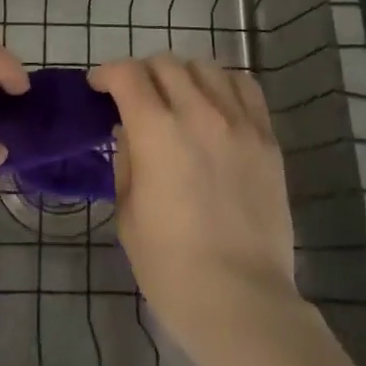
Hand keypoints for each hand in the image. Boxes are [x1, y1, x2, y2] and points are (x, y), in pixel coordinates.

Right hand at [90, 54, 298, 360]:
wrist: (242, 301)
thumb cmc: (172, 268)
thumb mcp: (128, 215)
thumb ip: (126, 161)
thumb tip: (129, 131)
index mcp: (156, 132)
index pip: (127, 75)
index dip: (107, 73)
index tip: (99, 87)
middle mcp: (198, 113)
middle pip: (165, 64)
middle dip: (142, 73)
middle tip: (136, 97)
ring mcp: (238, 122)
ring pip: (205, 67)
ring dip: (182, 75)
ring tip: (178, 98)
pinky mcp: (266, 137)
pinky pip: (244, 87)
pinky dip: (223, 85)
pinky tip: (216, 104)